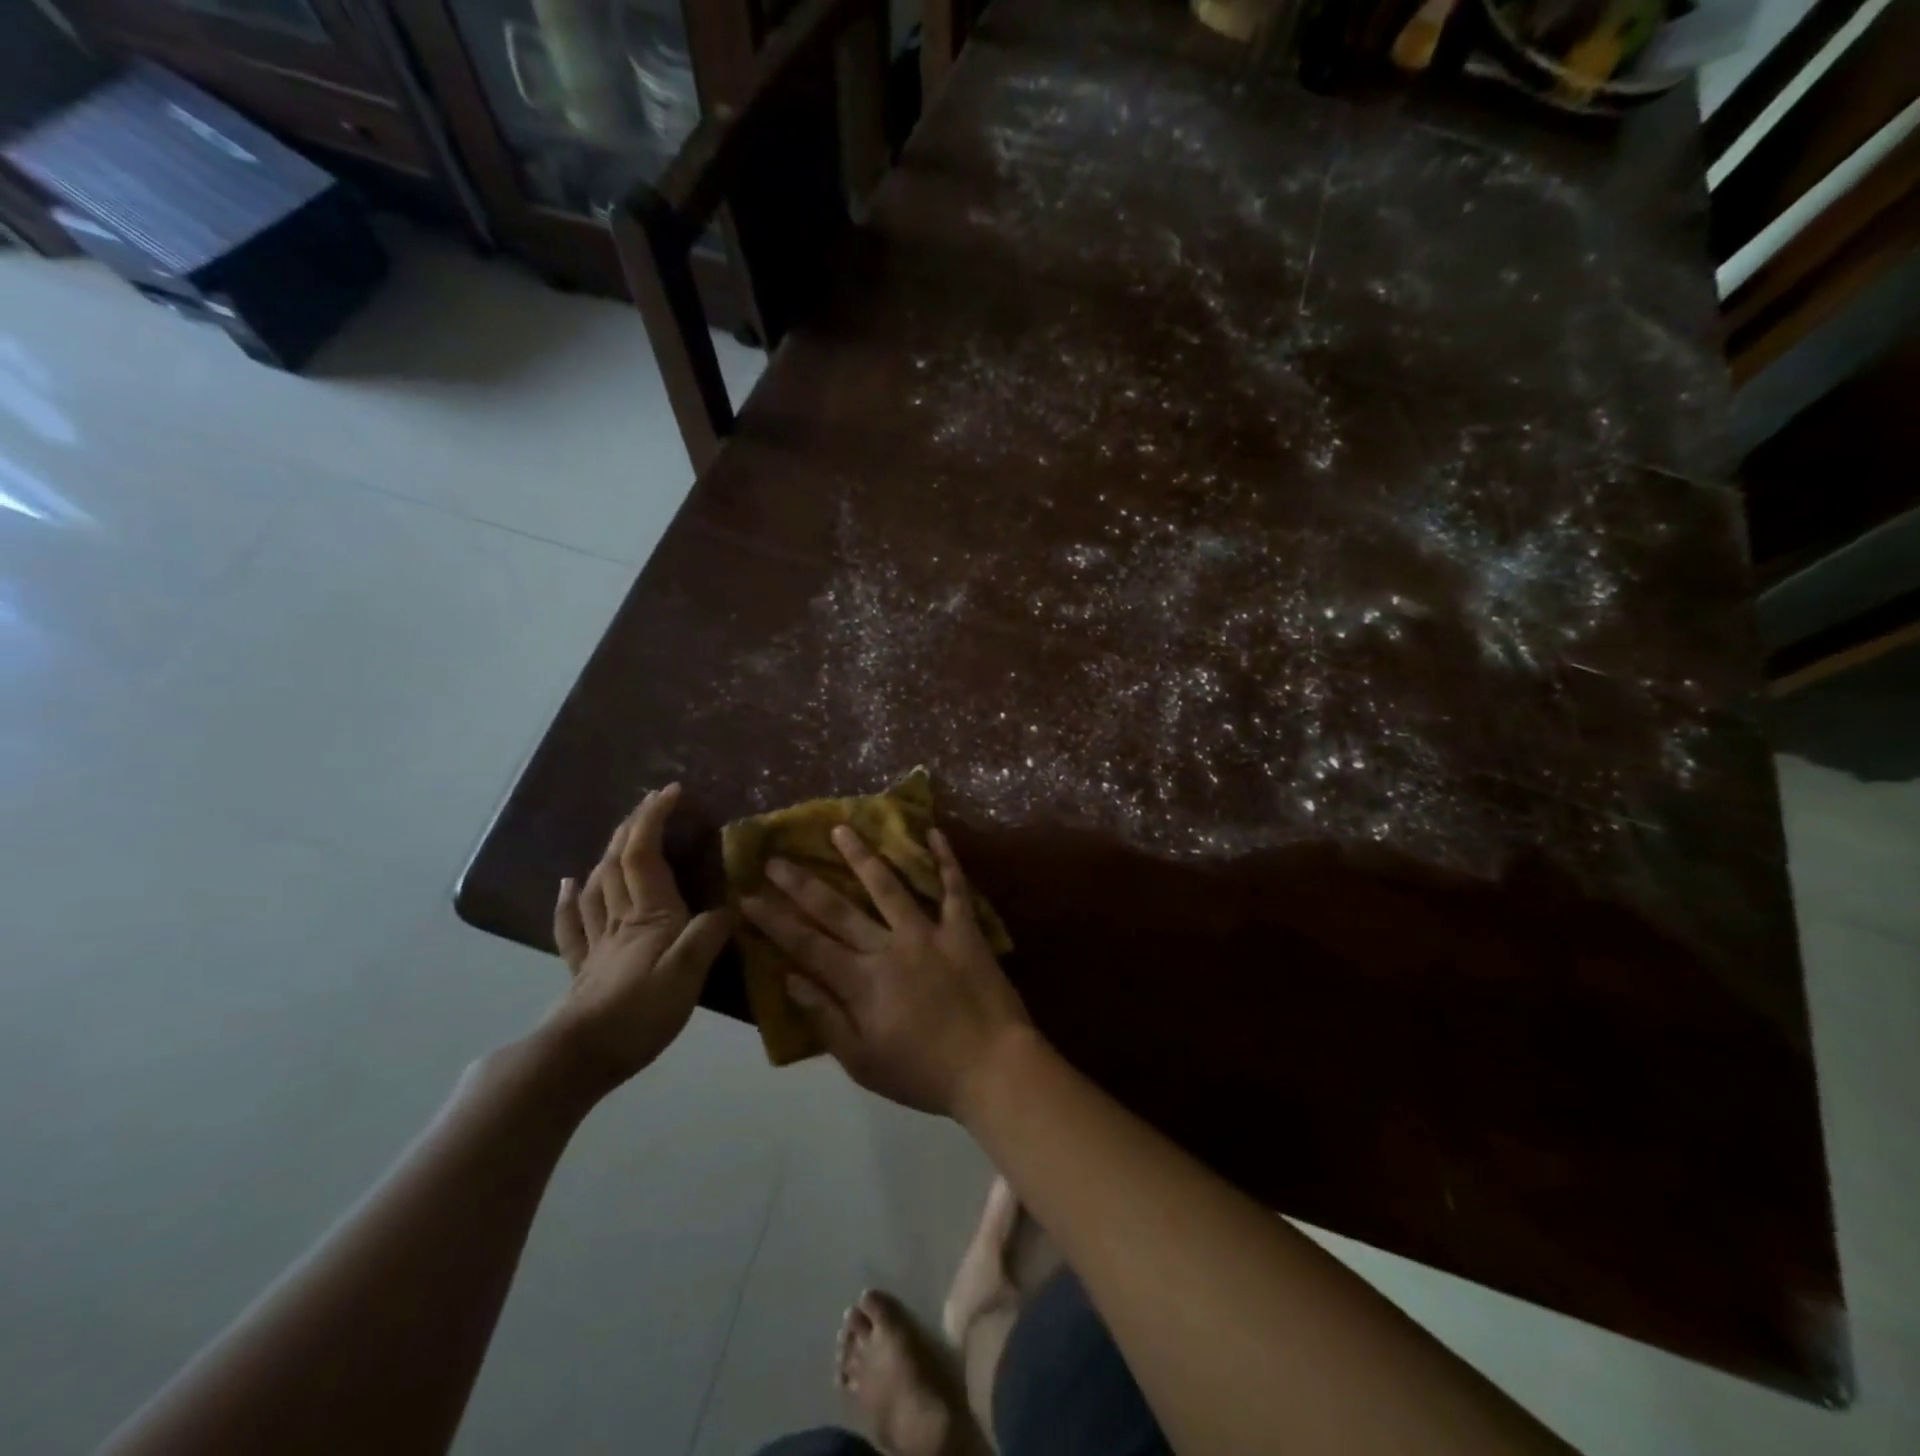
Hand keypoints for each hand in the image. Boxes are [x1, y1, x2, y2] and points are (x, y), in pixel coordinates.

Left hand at [547, 784, 731, 1091]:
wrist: (578, 1059)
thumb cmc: (638, 1014)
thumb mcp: (687, 975)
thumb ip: (708, 936)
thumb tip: (731, 907)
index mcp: (649, 915)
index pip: (646, 853)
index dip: (654, 818)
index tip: (672, 790)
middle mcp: (620, 918)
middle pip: (619, 860)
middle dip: (634, 825)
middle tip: (651, 802)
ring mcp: (598, 942)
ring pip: (598, 884)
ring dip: (609, 851)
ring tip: (620, 833)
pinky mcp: (585, 967)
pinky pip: (573, 924)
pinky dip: (569, 899)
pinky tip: (568, 884)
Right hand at [741, 825, 1031, 1116]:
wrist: (994, 1069)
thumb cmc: (924, 1074)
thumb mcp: (863, 1063)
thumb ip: (826, 1019)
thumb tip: (790, 979)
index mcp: (862, 982)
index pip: (806, 945)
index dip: (774, 920)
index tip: (748, 896)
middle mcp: (889, 947)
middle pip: (838, 909)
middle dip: (802, 883)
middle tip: (776, 857)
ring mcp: (929, 933)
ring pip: (889, 886)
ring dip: (862, 856)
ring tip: (841, 828)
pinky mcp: (964, 929)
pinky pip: (953, 887)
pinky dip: (945, 859)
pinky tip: (932, 831)